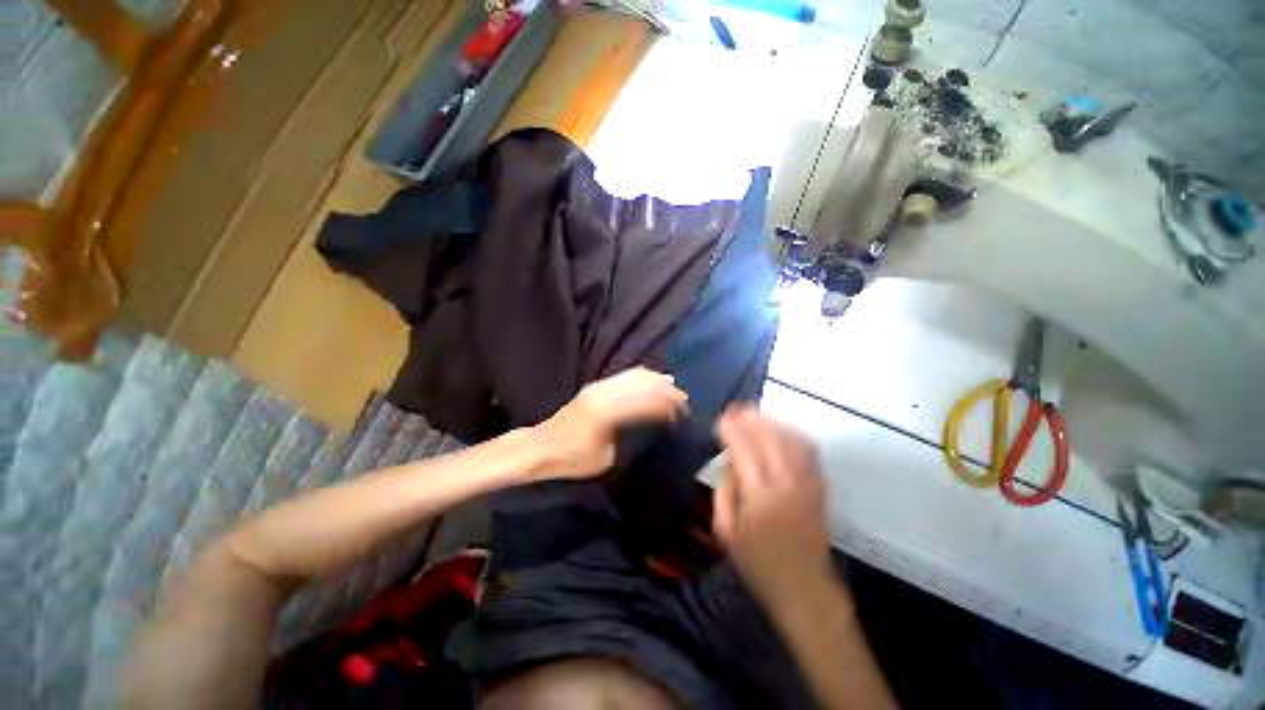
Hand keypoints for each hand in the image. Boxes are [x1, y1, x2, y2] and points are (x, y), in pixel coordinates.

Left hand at [532, 367, 688, 478]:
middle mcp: (606, 393)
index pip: (648, 403)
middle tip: (684, 400)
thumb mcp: (607, 458)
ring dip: (657, 380)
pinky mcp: (595, 386)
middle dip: (667, 391)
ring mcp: (599, 386)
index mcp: (609, 413)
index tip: (684, 414)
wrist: (542, 446)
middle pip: (644, 385)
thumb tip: (649, 426)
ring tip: (673, 388)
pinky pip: (625, 375)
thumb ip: (630, 438)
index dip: (669, 407)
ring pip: (635, 375)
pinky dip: (643, 376)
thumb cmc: (573, 459)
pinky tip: (652, 380)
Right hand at [713, 405, 832, 600]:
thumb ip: (724, 492)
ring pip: (791, 442)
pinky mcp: (819, 489)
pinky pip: (809, 453)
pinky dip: (795, 435)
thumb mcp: (726, 532)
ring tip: (756, 413)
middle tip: (737, 408)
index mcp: (759, 499)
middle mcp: (786, 486)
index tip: (721, 419)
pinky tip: (783, 429)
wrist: (805, 589)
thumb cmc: (758, 564)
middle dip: (752, 420)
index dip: (733, 432)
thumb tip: (728, 460)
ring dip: (773, 423)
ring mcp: (807, 486)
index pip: (745, 452)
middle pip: (770, 441)